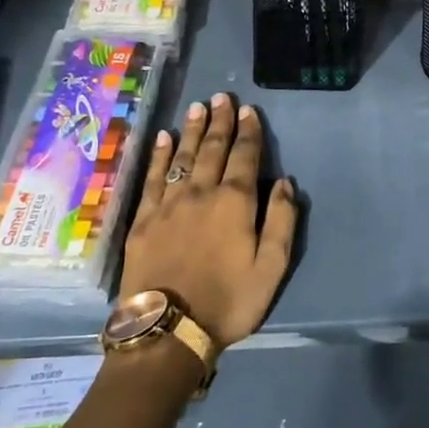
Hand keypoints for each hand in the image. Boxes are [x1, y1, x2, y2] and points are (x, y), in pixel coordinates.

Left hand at [121, 94, 299, 350]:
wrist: (167, 330)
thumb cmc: (228, 301)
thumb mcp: (271, 268)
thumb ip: (282, 222)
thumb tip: (285, 184)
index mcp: (235, 202)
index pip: (245, 157)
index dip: (249, 132)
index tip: (248, 110)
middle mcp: (201, 193)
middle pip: (212, 149)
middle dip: (219, 121)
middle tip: (222, 97)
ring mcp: (168, 204)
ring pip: (182, 157)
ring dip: (191, 130)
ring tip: (197, 107)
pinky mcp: (142, 220)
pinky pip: (152, 178)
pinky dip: (159, 155)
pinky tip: (163, 139)